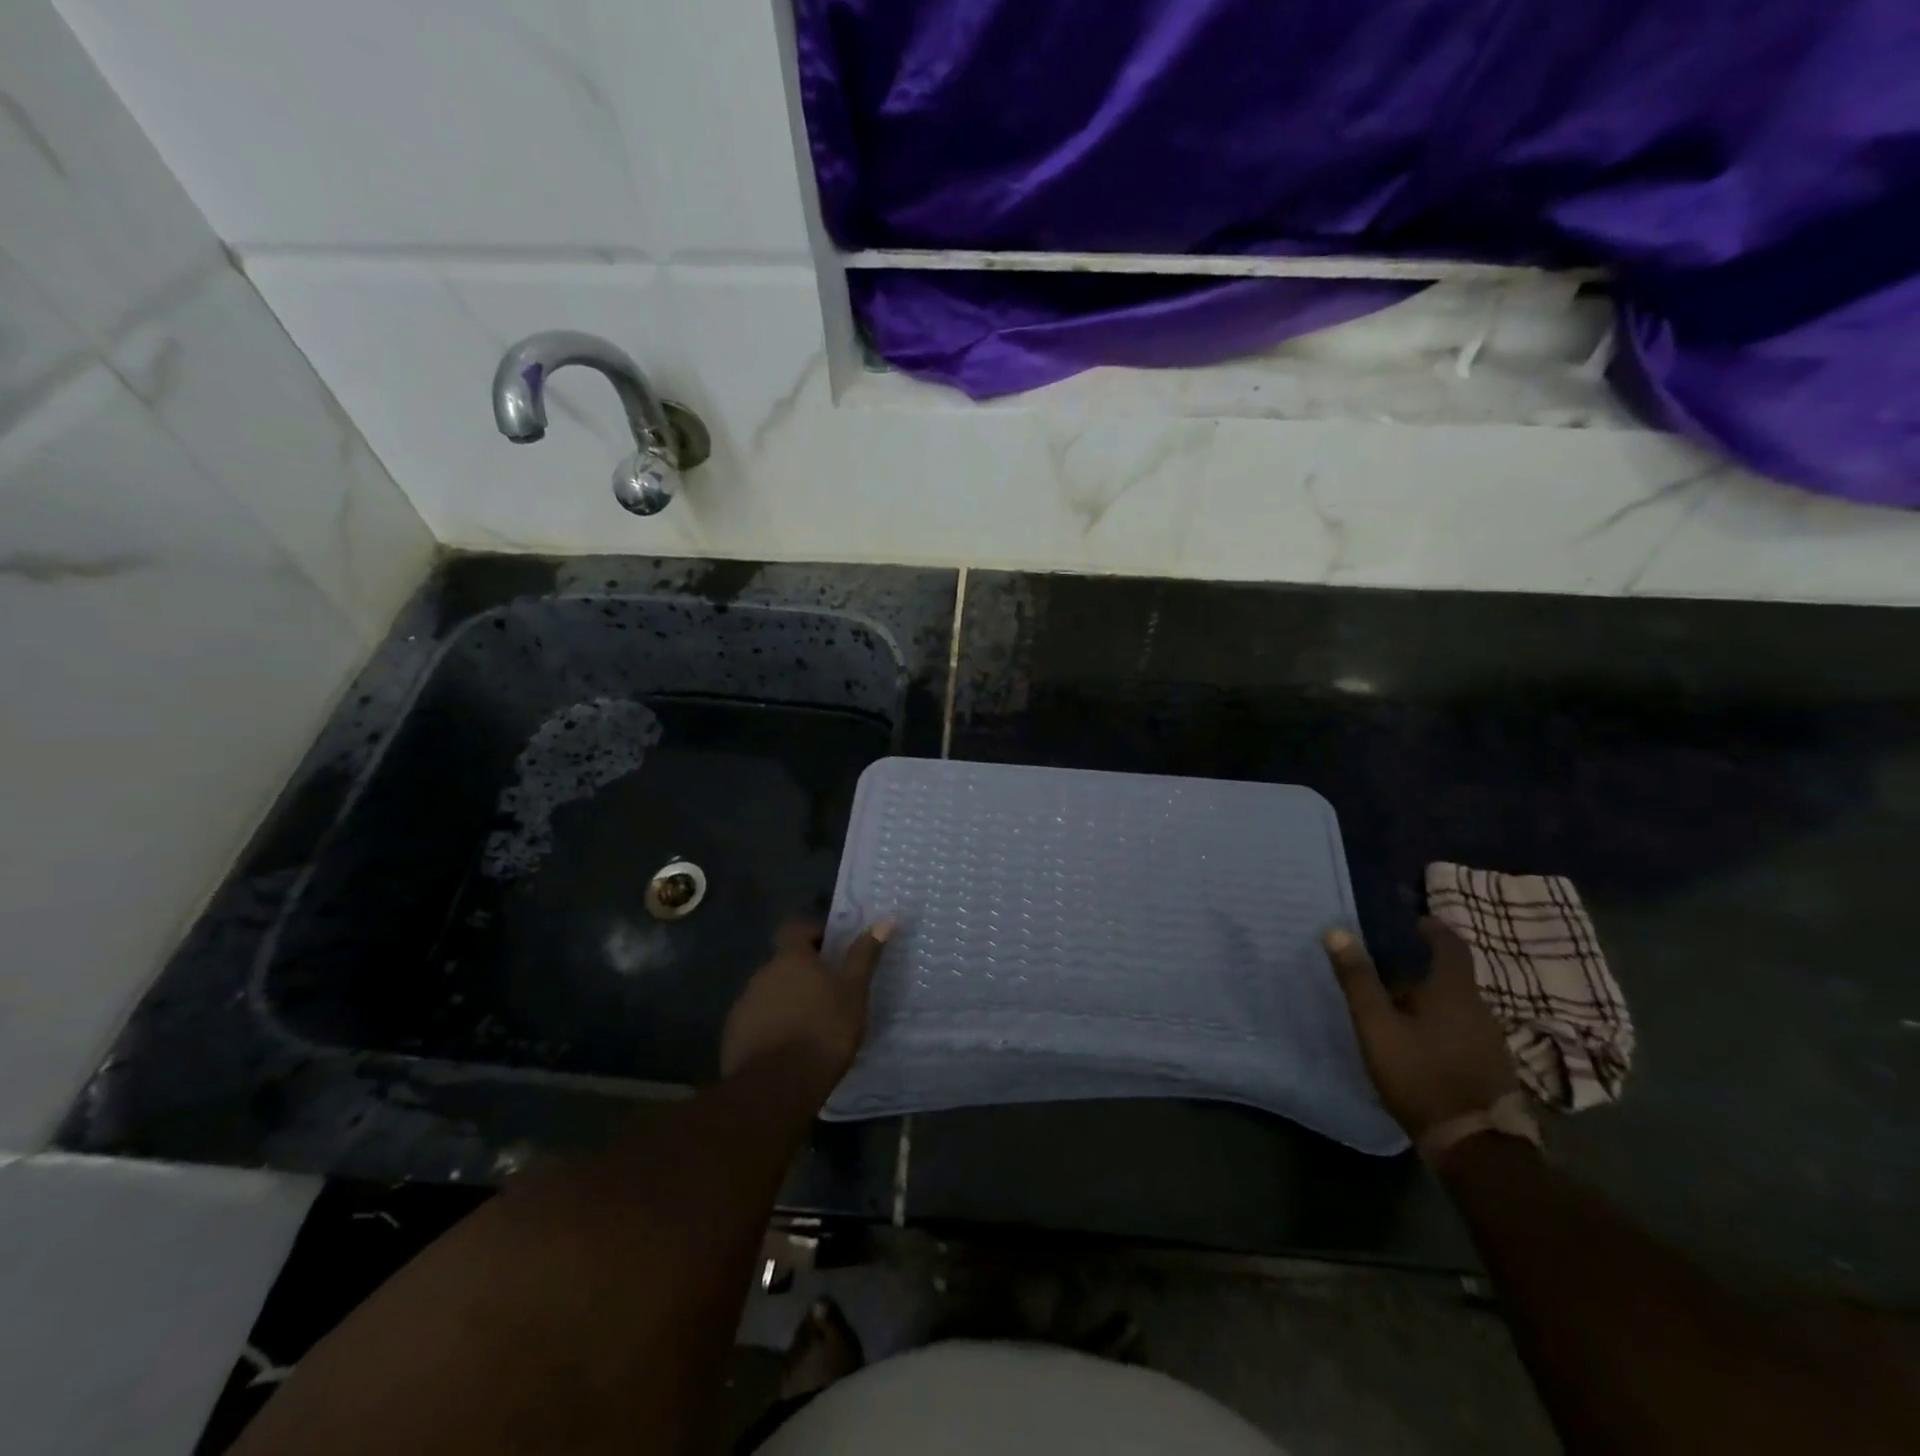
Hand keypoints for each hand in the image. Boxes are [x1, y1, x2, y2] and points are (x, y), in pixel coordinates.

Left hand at [721, 918, 893, 1082]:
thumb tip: (886, 920)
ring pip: (769, 993)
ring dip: (786, 1001)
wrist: (776, 1087)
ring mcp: (743, 1005)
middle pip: (783, 963)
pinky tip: (788, 1049)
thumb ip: (865, 955)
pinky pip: (756, 1021)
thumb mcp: (854, 992)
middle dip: (802, 973)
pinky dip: (771, 1027)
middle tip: (828, 994)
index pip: (795, 928)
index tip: (831, 951)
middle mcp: (762, 974)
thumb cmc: (823, 1030)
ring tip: (809, 1026)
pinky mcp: (733, 1036)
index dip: (812, 934)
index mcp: (790, 958)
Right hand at [1324, 918, 1516, 1138]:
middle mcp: (1480, 1008)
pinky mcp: (1492, 1066)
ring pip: (1458, 1004)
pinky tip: (1419, 1039)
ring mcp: (1490, 1039)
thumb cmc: (1420, 1074)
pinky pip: (1463, 1029)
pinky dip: (1441, 1022)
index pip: (1451, 943)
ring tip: (1396, 1004)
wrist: (1473, 1144)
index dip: (1431, 928)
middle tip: (1386, 966)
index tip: (1408, 923)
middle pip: (1453, 974)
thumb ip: (1358, 978)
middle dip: (1422, 965)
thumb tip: (1337, 931)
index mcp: (1454, 990)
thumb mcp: (1376, 1025)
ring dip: (1431, 997)